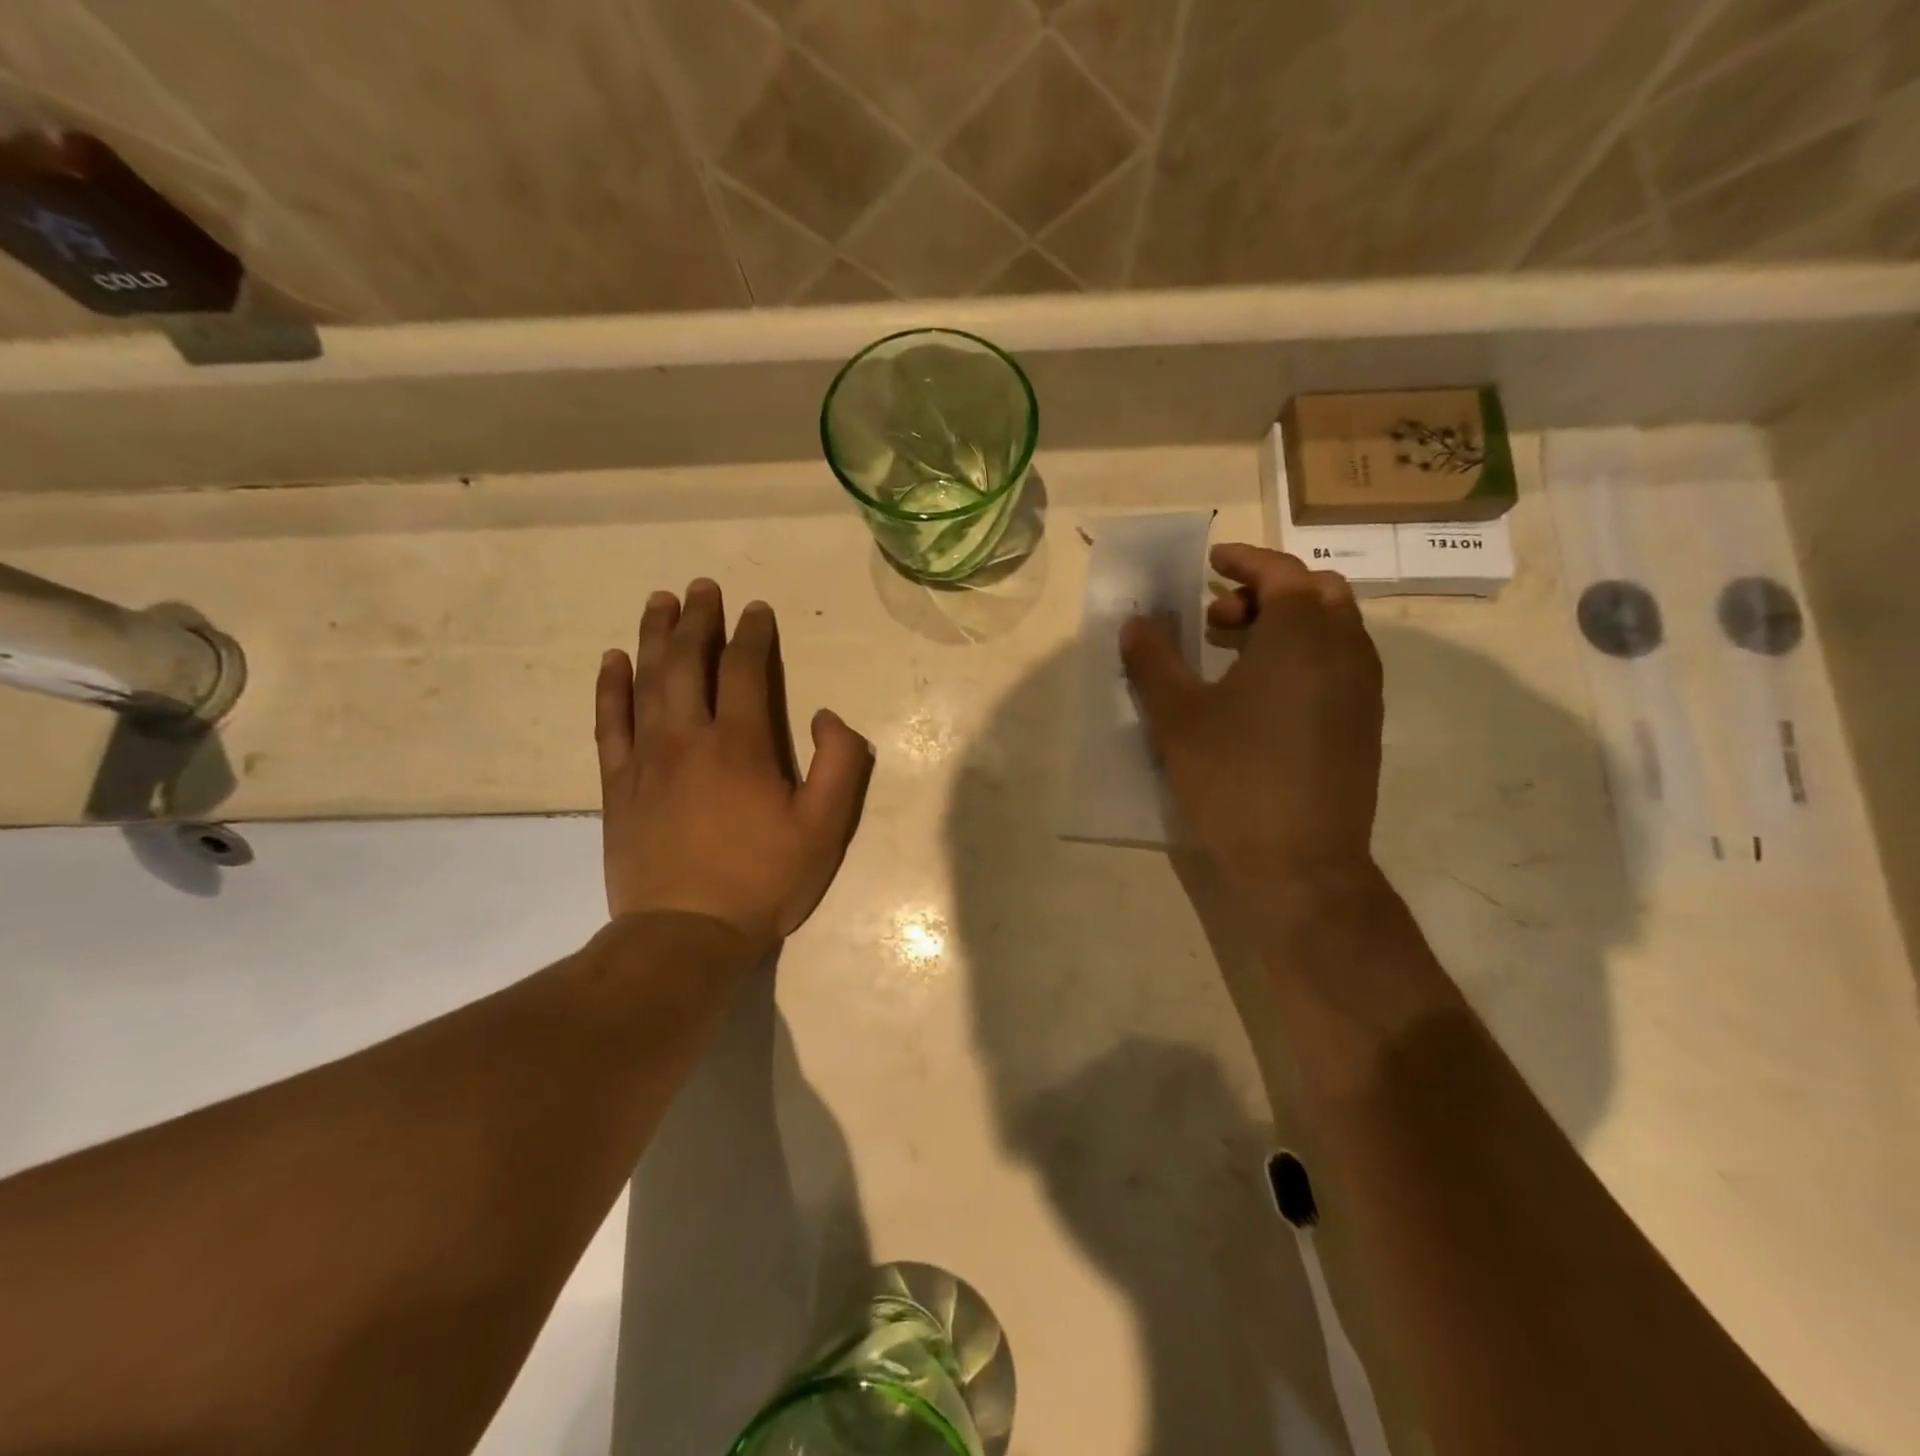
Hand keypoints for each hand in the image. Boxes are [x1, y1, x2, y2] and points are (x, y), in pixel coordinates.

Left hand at [594, 579, 873, 957]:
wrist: (685, 935)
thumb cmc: (763, 880)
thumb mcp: (825, 828)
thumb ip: (840, 764)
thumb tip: (826, 715)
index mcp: (740, 744)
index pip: (745, 670)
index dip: (753, 634)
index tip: (756, 610)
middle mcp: (688, 738)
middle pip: (688, 662)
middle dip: (697, 619)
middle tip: (701, 587)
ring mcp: (645, 759)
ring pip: (646, 682)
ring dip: (653, 637)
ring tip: (658, 601)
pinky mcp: (617, 784)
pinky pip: (609, 723)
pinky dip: (610, 688)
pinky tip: (612, 661)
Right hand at [1121, 544, 1382, 899]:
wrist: (1301, 863)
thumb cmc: (1234, 778)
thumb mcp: (1178, 716)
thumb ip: (1154, 660)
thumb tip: (1137, 622)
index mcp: (1302, 635)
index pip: (1282, 571)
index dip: (1244, 559)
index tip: (1211, 561)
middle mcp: (1345, 650)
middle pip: (1318, 592)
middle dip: (1268, 590)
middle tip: (1219, 614)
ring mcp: (1363, 690)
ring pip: (1333, 629)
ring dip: (1287, 623)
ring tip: (1234, 654)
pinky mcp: (1364, 725)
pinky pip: (1339, 664)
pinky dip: (1305, 655)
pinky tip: (1262, 696)